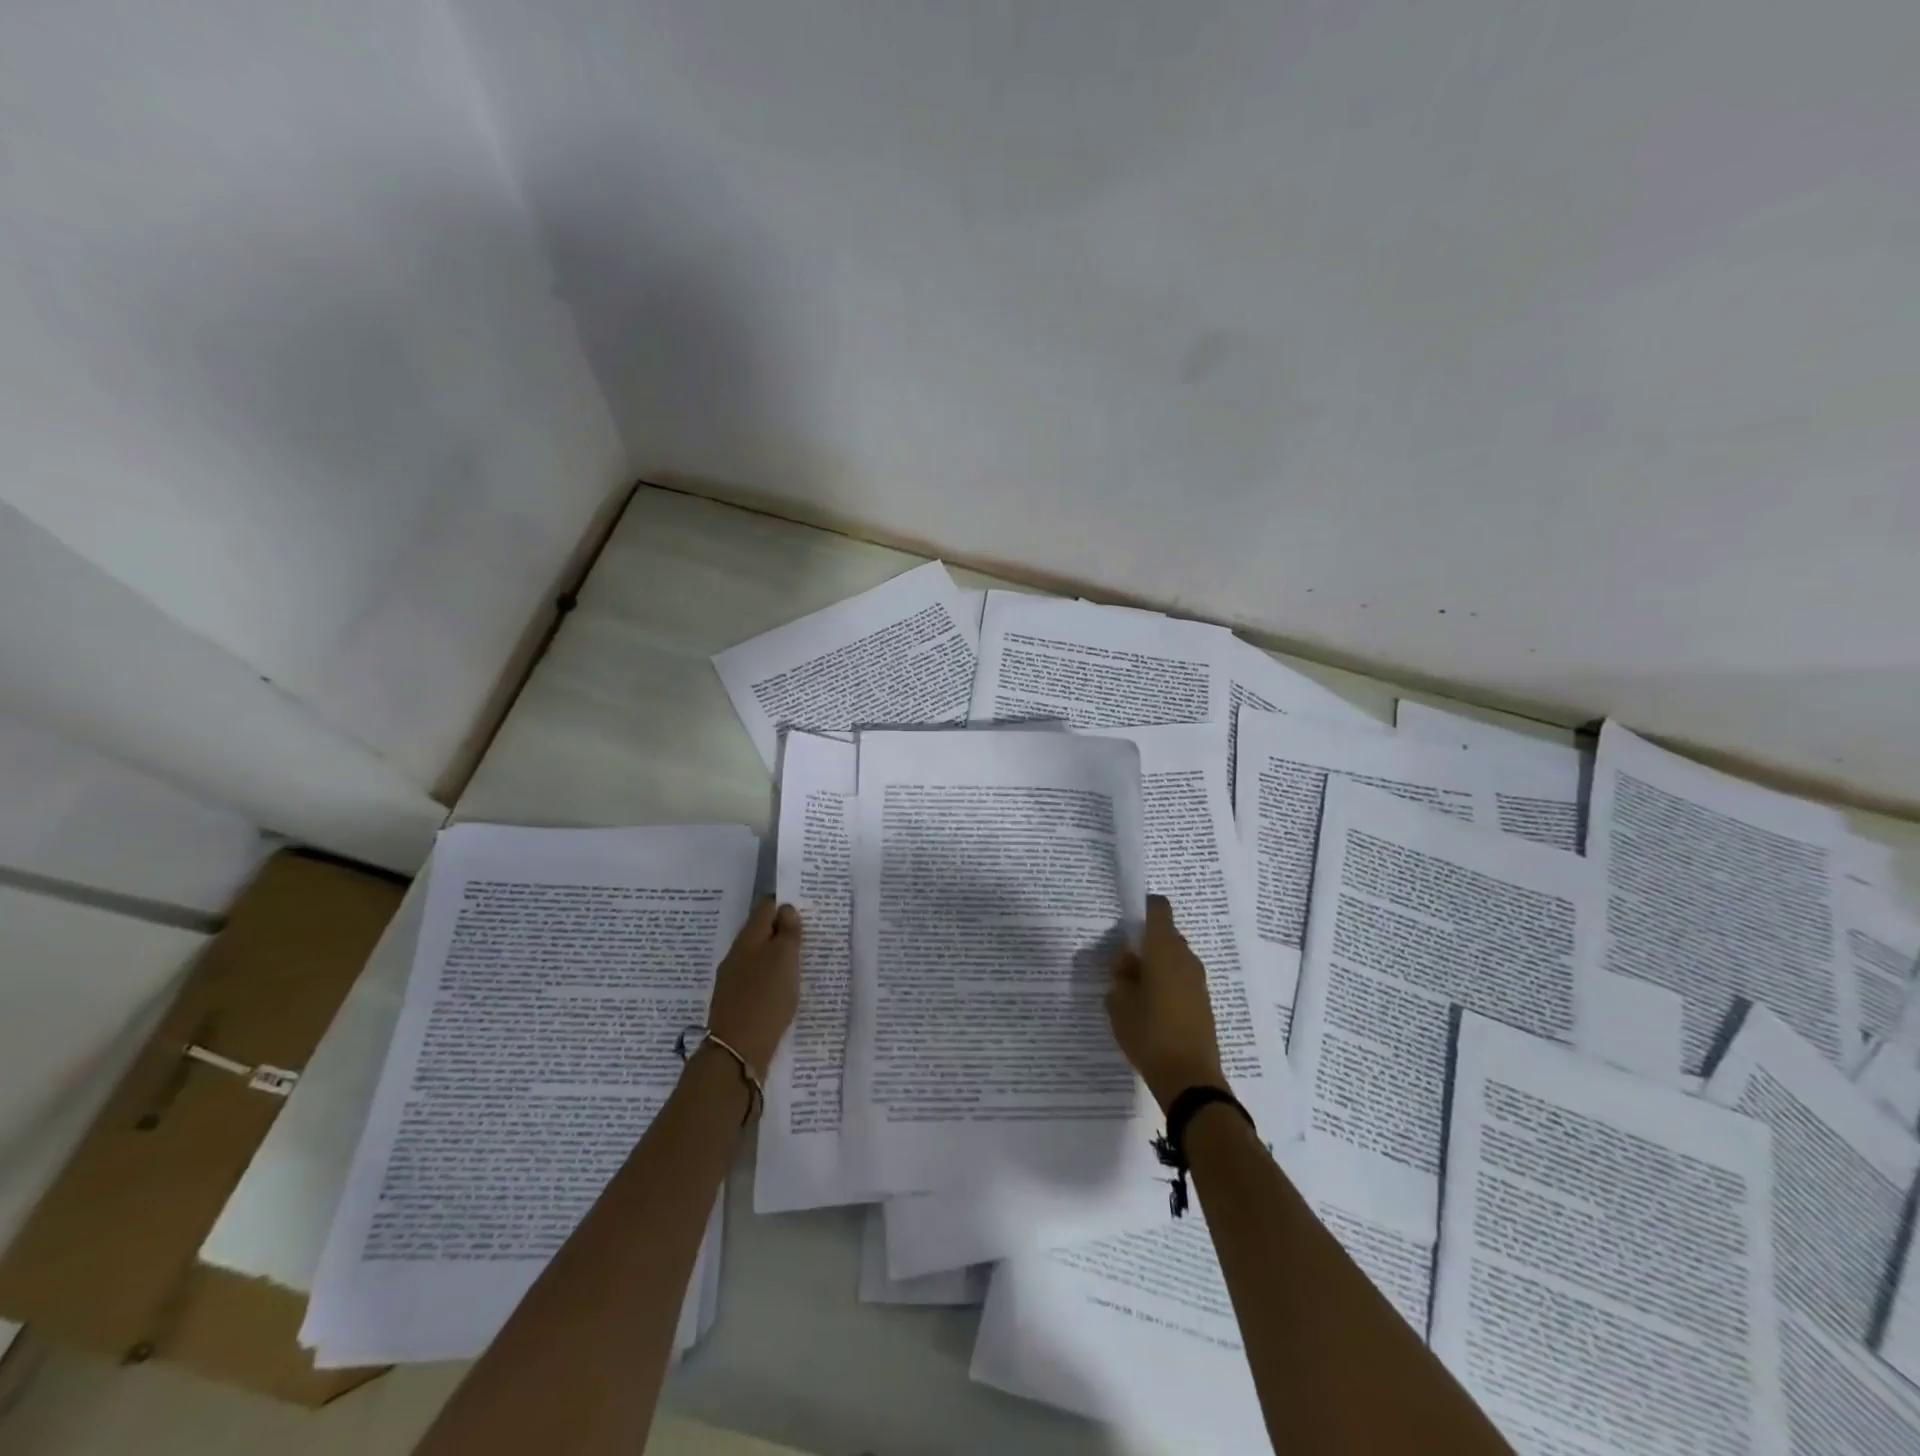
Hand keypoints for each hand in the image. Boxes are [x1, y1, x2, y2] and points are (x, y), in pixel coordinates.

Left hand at [706, 898, 802, 1078]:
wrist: (737, 1051)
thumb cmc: (766, 998)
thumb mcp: (785, 959)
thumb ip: (788, 932)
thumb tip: (786, 910)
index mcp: (748, 938)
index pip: (765, 908)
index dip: (783, 904)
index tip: (803, 908)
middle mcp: (736, 954)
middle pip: (760, 932)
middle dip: (780, 930)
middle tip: (805, 935)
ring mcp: (732, 979)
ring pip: (757, 956)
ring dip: (775, 955)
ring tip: (798, 961)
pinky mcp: (734, 1002)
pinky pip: (755, 978)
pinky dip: (769, 976)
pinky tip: (782, 988)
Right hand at [1107, 895, 1227, 1113]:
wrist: (1189, 1079)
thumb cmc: (1148, 1034)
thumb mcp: (1119, 1003)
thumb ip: (1120, 975)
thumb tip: (1127, 962)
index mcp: (1163, 950)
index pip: (1159, 909)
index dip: (1144, 907)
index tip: (1128, 918)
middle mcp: (1185, 958)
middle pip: (1166, 935)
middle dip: (1145, 942)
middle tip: (1123, 963)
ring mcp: (1198, 981)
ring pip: (1174, 958)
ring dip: (1157, 964)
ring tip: (1135, 988)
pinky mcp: (1204, 1002)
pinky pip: (1182, 978)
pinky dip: (1167, 982)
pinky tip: (1151, 1006)